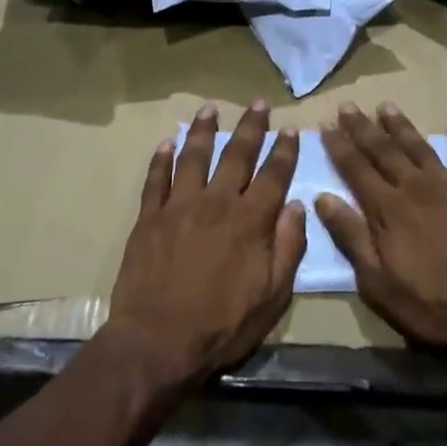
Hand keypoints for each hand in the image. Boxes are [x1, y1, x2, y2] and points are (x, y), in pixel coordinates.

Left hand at [107, 100, 306, 388]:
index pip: (273, 175)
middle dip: (251, 127)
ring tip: (210, 108)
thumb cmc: (222, 325)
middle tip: (258, 103)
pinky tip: (165, 143)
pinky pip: (155, 180)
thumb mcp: (272, 296)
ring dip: (203, 130)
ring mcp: (179, 206)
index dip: (284, 150)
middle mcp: (216, 202)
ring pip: (194, 156)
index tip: (290, 128)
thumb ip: (288, 247)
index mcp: (250, 220)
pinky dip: (161, 159)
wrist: (157, 342)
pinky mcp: (149, 218)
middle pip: (237, 155)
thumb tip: (298, 206)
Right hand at [316, 103, 446, 364]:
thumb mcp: (379, 285)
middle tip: (347, 105)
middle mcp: (417, 188)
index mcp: (389, 210)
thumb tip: (323, 198)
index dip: (339, 145)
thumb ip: (351, 237)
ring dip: (402, 126)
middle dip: (363, 128)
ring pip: (421, 148)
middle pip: (384, 151)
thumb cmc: (434, 308)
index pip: (356, 169)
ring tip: (386, 106)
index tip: (324, 124)